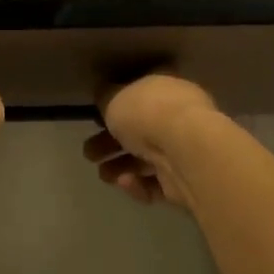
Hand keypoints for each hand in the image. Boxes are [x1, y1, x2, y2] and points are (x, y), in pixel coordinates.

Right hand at [82, 73, 219, 209]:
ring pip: (145, 159)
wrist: (184, 150)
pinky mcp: (184, 181)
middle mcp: (177, 116)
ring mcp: (182, 150)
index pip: (140, 94)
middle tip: (89, 153)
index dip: (117, 106)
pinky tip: (126, 181)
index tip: (97, 118)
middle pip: (138, 131)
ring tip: (103, 175)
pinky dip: (137, 184)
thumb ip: (104, 97)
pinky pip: (155, 183)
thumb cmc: (147, 112)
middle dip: (109, 143)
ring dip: (119, 167)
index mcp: (164, 89)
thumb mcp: (113, 97)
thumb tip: (103, 95)